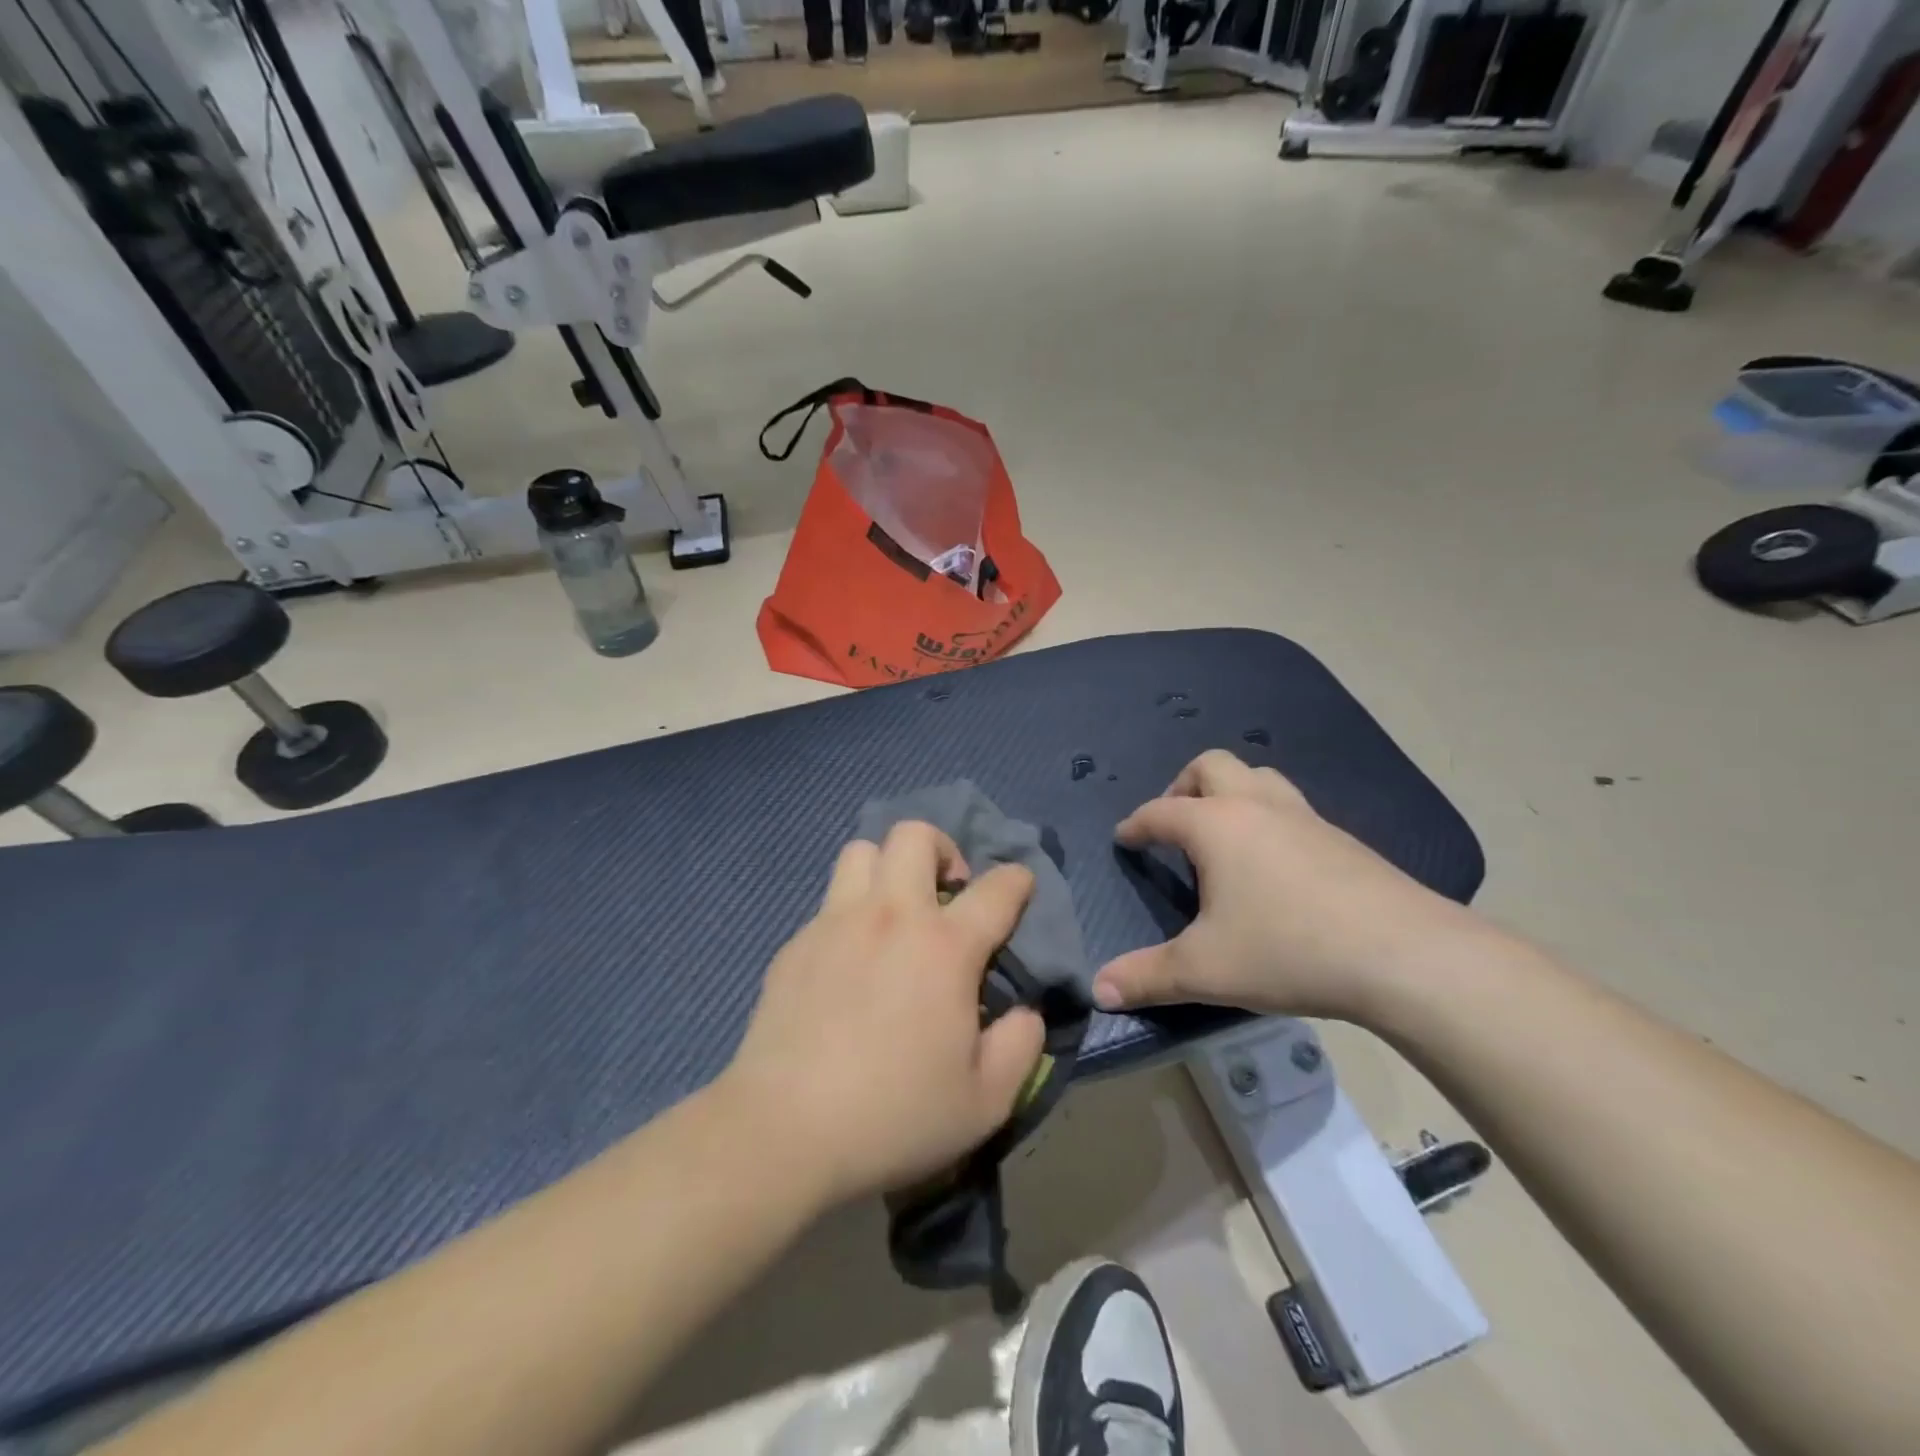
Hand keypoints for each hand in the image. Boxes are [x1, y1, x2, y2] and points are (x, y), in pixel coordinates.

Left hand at [716, 822, 1044, 1209]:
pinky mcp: (795, 944)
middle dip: (942, 849)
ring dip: (888, 868)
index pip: (997, 888)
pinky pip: (829, 902)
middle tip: (947, 893)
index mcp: (944, 947)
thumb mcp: (986, 1101)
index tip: (1020, 887)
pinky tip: (849, 962)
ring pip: (862, 852)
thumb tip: (1026, 1011)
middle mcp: (891, 916)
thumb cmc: (895, 1115)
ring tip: (895, 912)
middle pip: (914, 835)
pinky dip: (850, 913)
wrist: (784, 1130)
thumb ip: (1021, 1046)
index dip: (1018, 879)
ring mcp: (835, 923)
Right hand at [1094, 750, 1492, 1022]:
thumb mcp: (1205, 970)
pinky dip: (1269, 818)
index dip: (1136, 824)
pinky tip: (1275, 864)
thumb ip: (1146, 977)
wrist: (1404, 955)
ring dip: (1231, 792)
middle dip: (1183, 786)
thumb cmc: (1288, 950)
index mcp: (1215, 825)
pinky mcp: (1343, 838)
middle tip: (1175, 826)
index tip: (1125, 839)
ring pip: (1258, 776)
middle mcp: (1257, 806)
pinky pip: (1292, 807)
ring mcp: (1305, 817)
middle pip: (1211, 765)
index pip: (1160, 811)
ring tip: (1224, 836)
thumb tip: (1098, 990)